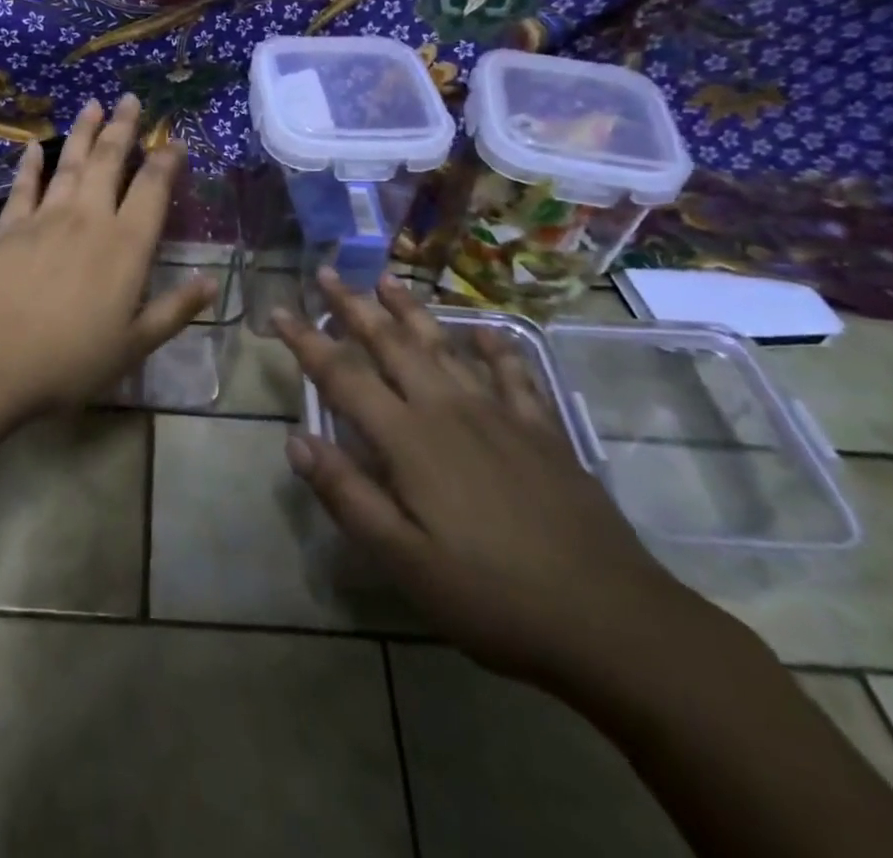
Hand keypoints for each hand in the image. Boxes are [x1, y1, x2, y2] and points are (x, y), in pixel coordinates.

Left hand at [0, 95, 216, 416]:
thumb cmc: (68, 360)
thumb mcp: (133, 346)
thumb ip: (174, 311)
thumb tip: (211, 282)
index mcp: (125, 246)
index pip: (153, 189)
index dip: (167, 161)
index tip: (175, 141)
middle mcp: (88, 219)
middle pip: (110, 161)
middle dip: (123, 128)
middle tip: (131, 99)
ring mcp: (45, 218)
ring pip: (70, 164)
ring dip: (83, 132)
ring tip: (93, 104)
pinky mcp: (8, 227)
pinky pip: (24, 186)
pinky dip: (31, 163)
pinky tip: (34, 145)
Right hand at [277, 269, 703, 688]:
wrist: (612, 620)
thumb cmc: (493, 597)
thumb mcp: (404, 562)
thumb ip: (348, 496)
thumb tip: (296, 440)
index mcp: (409, 439)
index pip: (343, 377)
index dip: (307, 341)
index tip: (280, 310)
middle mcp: (448, 409)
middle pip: (391, 344)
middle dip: (354, 306)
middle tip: (328, 272)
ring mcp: (500, 413)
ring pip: (444, 346)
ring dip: (411, 310)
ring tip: (388, 279)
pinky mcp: (542, 430)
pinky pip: (514, 373)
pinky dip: (496, 346)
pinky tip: (486, 330)